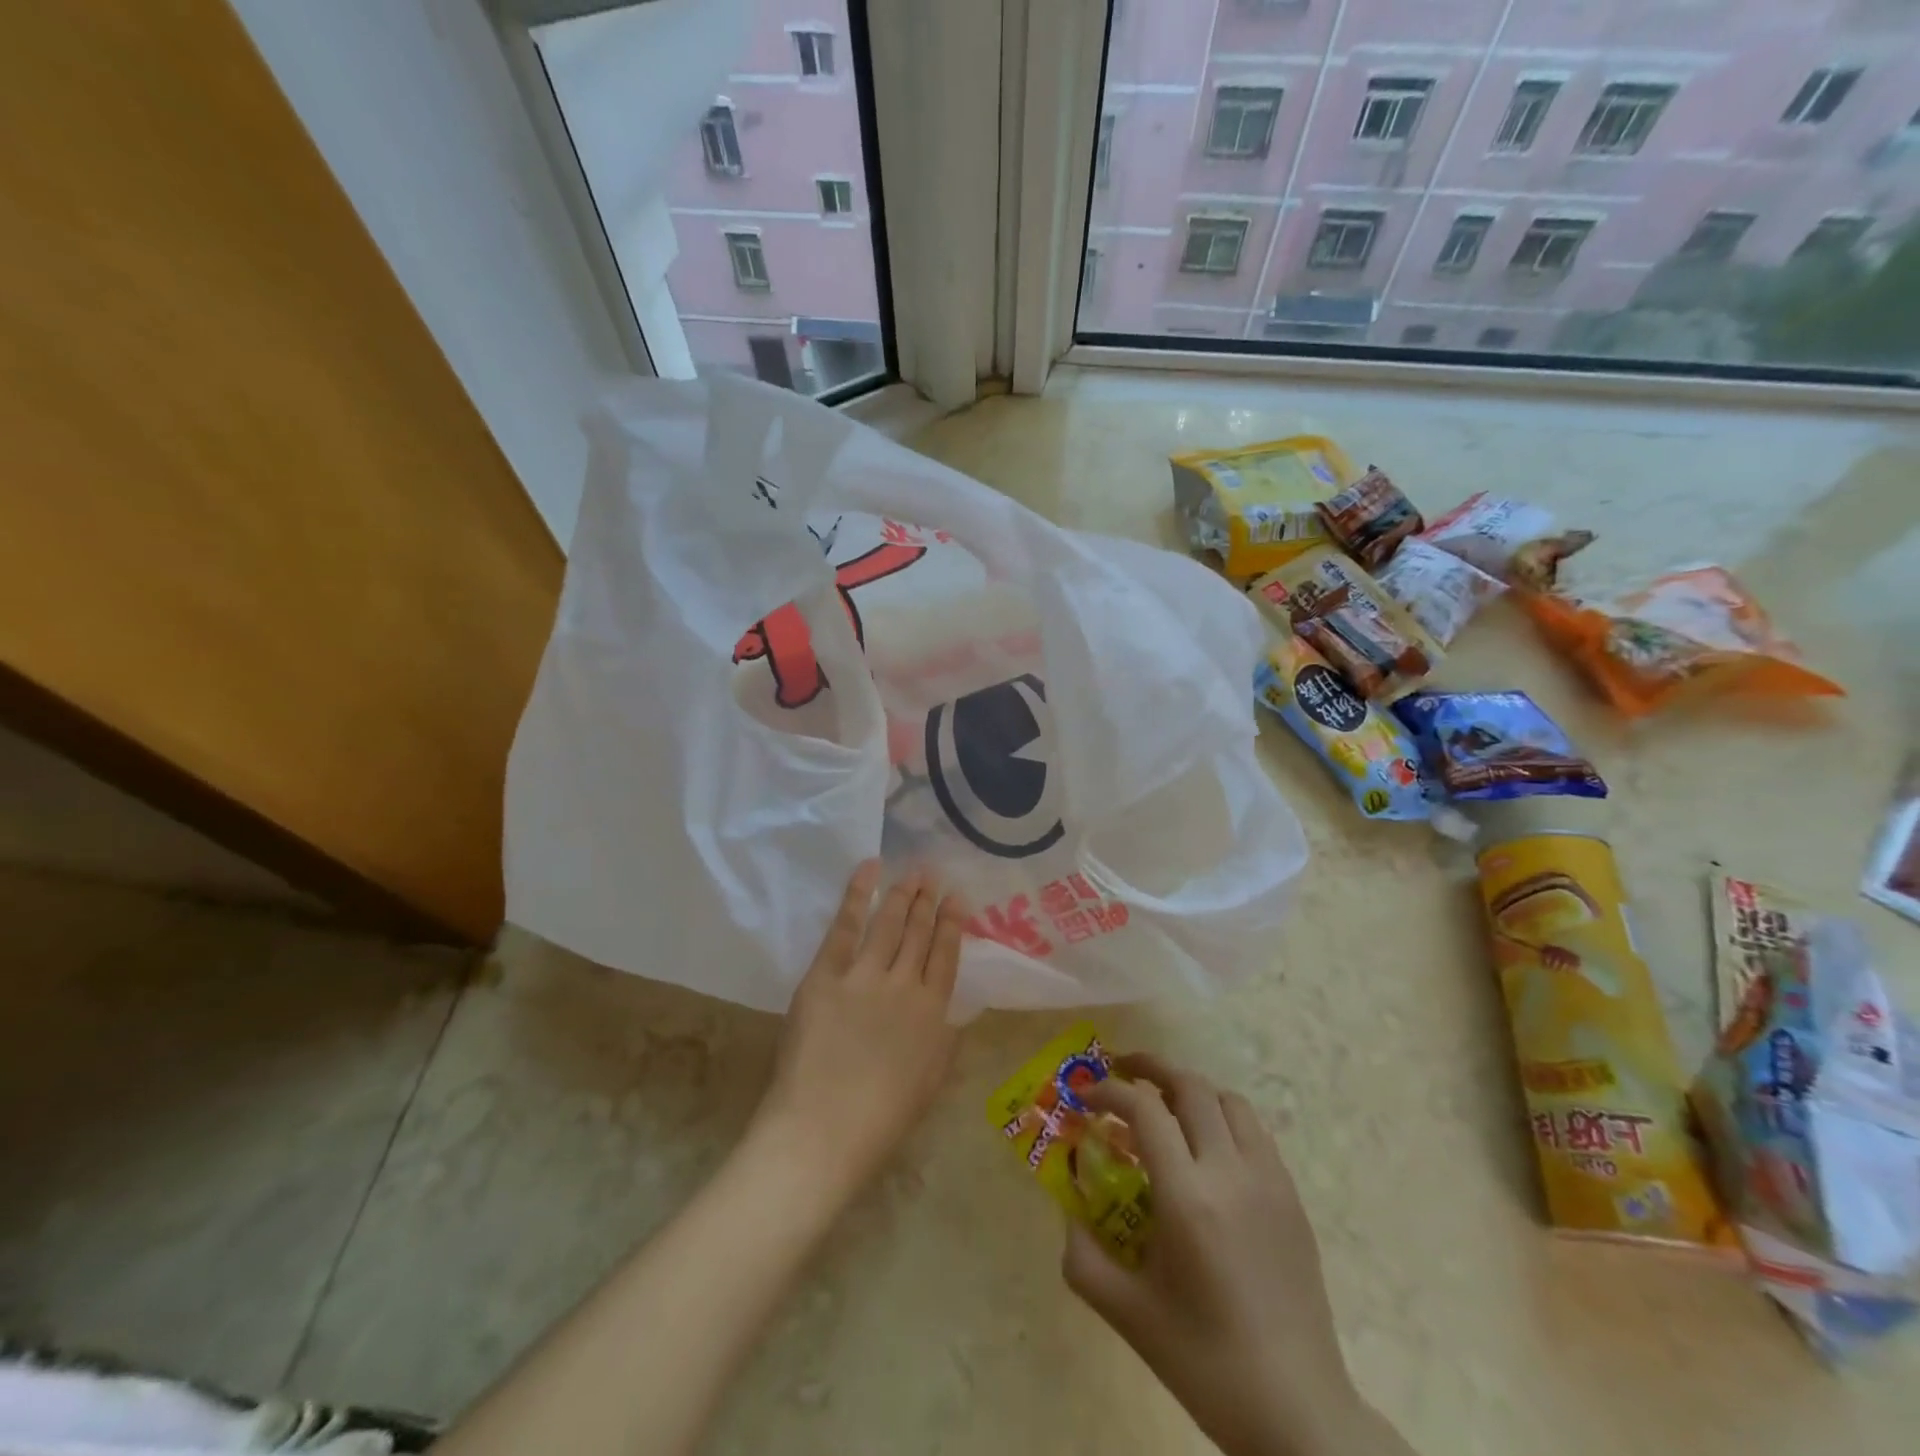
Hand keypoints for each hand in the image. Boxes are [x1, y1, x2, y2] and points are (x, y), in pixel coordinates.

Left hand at [755, 861, 964, 1197]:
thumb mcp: (930, 1082)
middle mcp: (904, 984)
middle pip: (919, 933)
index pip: (947, 955)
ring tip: (912, 871)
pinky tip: (868, 871)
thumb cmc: (881, 1119)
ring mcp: (864, 976)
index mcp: (933, 1013)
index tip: (958, 899)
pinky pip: (845, 927)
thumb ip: (944, 1041)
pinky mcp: (826, 975)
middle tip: (932, 873)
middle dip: (927, 900)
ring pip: (888, 923)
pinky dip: (857, 896)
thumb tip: (951, 1014)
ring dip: (902, 893)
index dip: (953, 924)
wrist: (823, 1130)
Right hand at [1063, 1057, 1409, 1455]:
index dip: (1109, 1091)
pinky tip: (1208, 1147)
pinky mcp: (1292, 1197)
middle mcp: (1230, 1173)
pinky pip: (1255, 1132)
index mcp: (1187, 1198)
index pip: (1144, 1110)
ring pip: (1228, 1100)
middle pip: (1190, 1087)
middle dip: (1150, 1068)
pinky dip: (1223, 1118)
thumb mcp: (1128, 1315)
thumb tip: (1067, 1213)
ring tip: (1165, 1104)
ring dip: (1191, 1089)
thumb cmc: (1205, 1363)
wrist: (1298, 1412)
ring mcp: (1269, 1181)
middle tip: (1121, 1071)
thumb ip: (1082, 1258)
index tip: (1086, 1097)